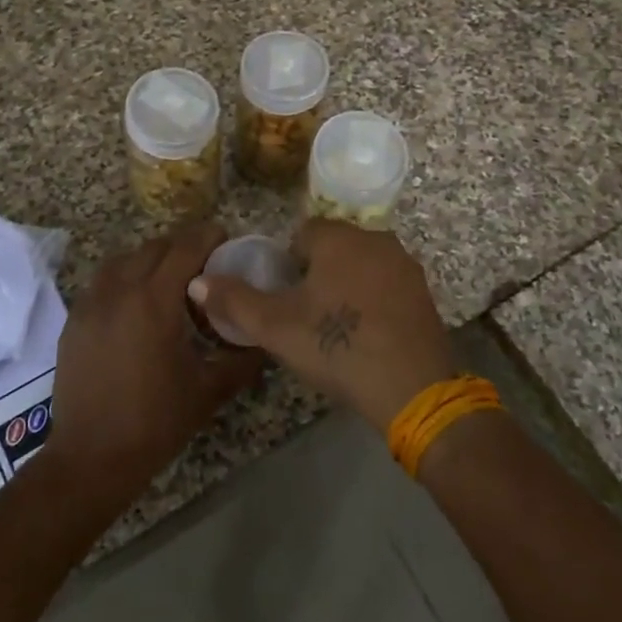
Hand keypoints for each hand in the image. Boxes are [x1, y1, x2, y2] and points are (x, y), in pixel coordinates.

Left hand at [44, 223, 261, 502]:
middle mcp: (119, 290)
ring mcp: (91, 303)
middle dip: (181, 246)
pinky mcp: (74, 320)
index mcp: (154, 301)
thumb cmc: (155, 422)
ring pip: (124, 259)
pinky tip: (136, 304)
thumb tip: (264, 338)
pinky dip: (124, 278)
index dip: (207, 236)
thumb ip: (241, 358)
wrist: (91, 458)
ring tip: (168, 280)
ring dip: (149, 259)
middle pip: (154, 247)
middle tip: (203, 263)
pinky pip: (102, 281)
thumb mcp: (208, 390)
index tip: (224, 237)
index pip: (184, 248)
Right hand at [189, 220, 454, 433]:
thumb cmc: (336, 346)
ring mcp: (405, 265)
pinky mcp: (424, 293)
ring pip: (362, 266)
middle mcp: (376, 238)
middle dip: (318, 274)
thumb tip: (197, 281)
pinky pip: (387, 287)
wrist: (411, 388)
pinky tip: (368, 336)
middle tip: (307, 317)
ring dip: (347, 286)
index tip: (286, 299)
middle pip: (334, 248)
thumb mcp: (275, 326)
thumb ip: (234, 300)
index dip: (288, 265)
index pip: (303, 234)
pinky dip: (374, 302)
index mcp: (339, 237)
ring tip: (337, 329)